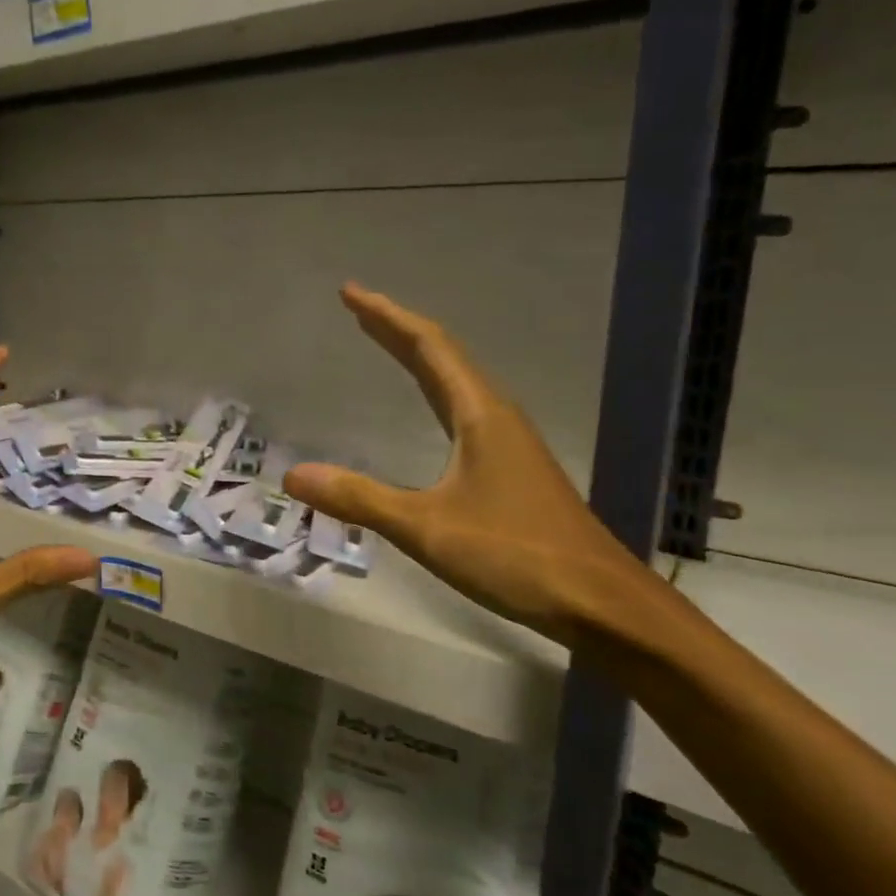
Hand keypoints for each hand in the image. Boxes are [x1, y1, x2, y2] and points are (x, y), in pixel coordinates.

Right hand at [283, 284, 653, 648]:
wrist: (601, 602)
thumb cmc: (515, 555)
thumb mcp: (427, 527)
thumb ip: (360, 498)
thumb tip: (294, 475)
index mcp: (479, 414)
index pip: (428, 347)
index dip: (387, 317)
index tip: (350, 294)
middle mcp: (496, 416)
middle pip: (443, 356)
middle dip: (397, 330)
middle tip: (357, 311)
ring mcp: (508, 443)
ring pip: (456, 383)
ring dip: (418, 358)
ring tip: (385, 345)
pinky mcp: (512, 469)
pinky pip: (463, 410)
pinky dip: (433, 393)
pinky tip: (428, 412)